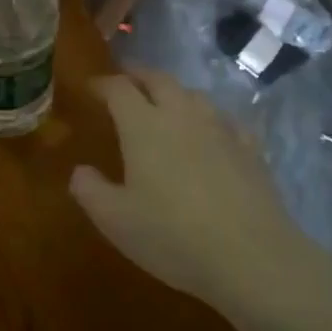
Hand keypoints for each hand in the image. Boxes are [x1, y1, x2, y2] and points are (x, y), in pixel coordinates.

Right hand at [69, 66, 318, 315]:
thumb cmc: (172, 236)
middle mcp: (182, 115)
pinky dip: (208, 118)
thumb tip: (80, 171)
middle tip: (125, 79)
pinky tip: (211, 132)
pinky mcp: (250, 148)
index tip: (89, 88)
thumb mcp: (115, 220)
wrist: (251, 256)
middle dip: (138, 75)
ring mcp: (221, 128)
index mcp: (144, 125)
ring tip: (164, 102)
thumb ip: (90, 191)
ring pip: (193, 94)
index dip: (101, 84)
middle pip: (158, 79)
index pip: (118, 89)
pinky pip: (225, 119)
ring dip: (173, 92)